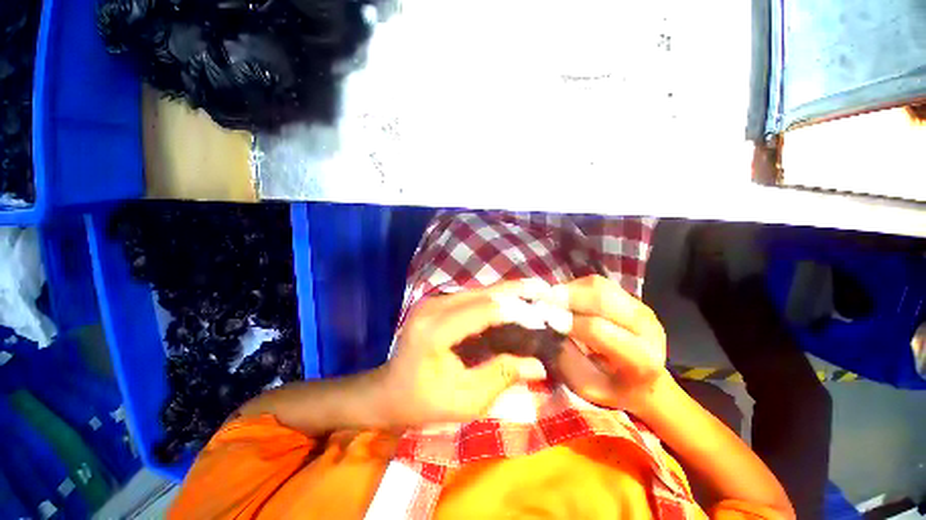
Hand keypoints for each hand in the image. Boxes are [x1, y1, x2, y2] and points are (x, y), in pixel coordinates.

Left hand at [380, 280, 563, 426]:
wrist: (389, 391)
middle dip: (515, 292)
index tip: (542, 317)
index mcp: (434, 331)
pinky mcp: (437, 302)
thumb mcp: (464, 400)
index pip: (482, 311)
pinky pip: (471, 296)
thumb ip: (500, 376)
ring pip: (478, 291)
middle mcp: (432, 307)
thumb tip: (538, 364)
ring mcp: (433, 301)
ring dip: (507, 292)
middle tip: (544, 289)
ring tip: (535, 290)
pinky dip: (494, 297)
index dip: (515, 311)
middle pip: (481, 293)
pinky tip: (512, 298)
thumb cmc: (423, 402)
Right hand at [553, 275, 670, 414]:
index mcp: (641, 358)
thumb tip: (549, 326)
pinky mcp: (631, 297)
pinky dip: (576, 287)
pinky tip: (565, 297)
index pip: (597, 329)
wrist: (646, 383)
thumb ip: (567, 358)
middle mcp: (647, 327)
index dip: (567, 321)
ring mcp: (641, 307)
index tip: (544, 318)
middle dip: (567, 296)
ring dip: (570, 289)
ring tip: (550, 297)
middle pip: (601, 298)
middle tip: (541, 299)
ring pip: (599, 286)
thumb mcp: (585, 385)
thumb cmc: (611, 389)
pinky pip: (598, 283)